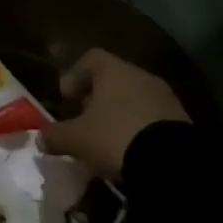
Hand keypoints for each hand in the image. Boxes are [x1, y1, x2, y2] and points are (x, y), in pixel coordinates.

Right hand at [43, 48, 189, 180]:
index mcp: (114, 71)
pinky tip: (129, 149)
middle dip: (96, 98)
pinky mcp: (181, 120)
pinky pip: (151, 117)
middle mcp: (141, 76)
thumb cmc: (115, 137)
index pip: (90, 58)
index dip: (74, 75)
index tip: (65, 98)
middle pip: (113, 78)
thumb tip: (40, 138)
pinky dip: (137, 127)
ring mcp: (165, 97)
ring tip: (106, 139)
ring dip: (118, 113)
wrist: (173, 164)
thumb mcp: (77, 139)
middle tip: (83, 120)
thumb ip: (55, 136)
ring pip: (134, 98)